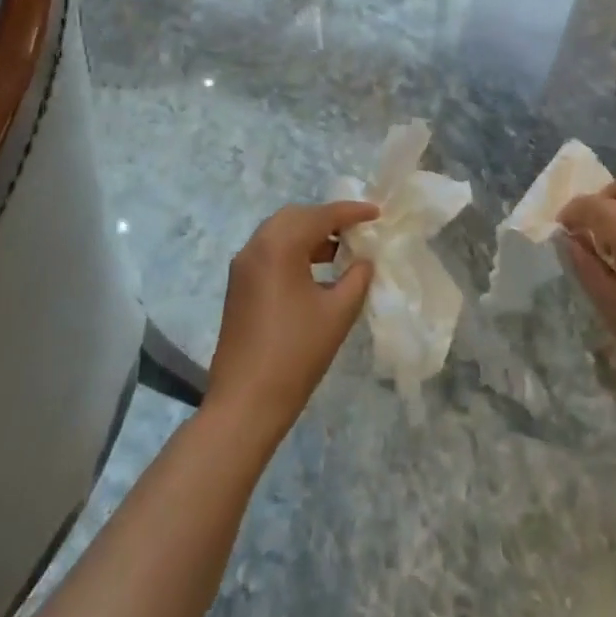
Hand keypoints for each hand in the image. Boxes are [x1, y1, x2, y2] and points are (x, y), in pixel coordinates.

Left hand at [205, 200, 377, 443]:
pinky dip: (294, 250)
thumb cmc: (296, 354)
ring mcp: (243, 266)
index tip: (376, 214)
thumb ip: (357, 278)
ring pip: (280, 232)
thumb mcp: (338, 313)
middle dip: (327, 219)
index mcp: (279, 245)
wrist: (245, 403)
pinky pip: (269, 251)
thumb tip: (364, 261)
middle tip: (357, 230)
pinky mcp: (238, 285)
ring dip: (310, 234)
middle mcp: (256, 246)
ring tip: (341, 250)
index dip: (351, 212)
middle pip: (296, 217)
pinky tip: (316, 271)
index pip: (321, 216)